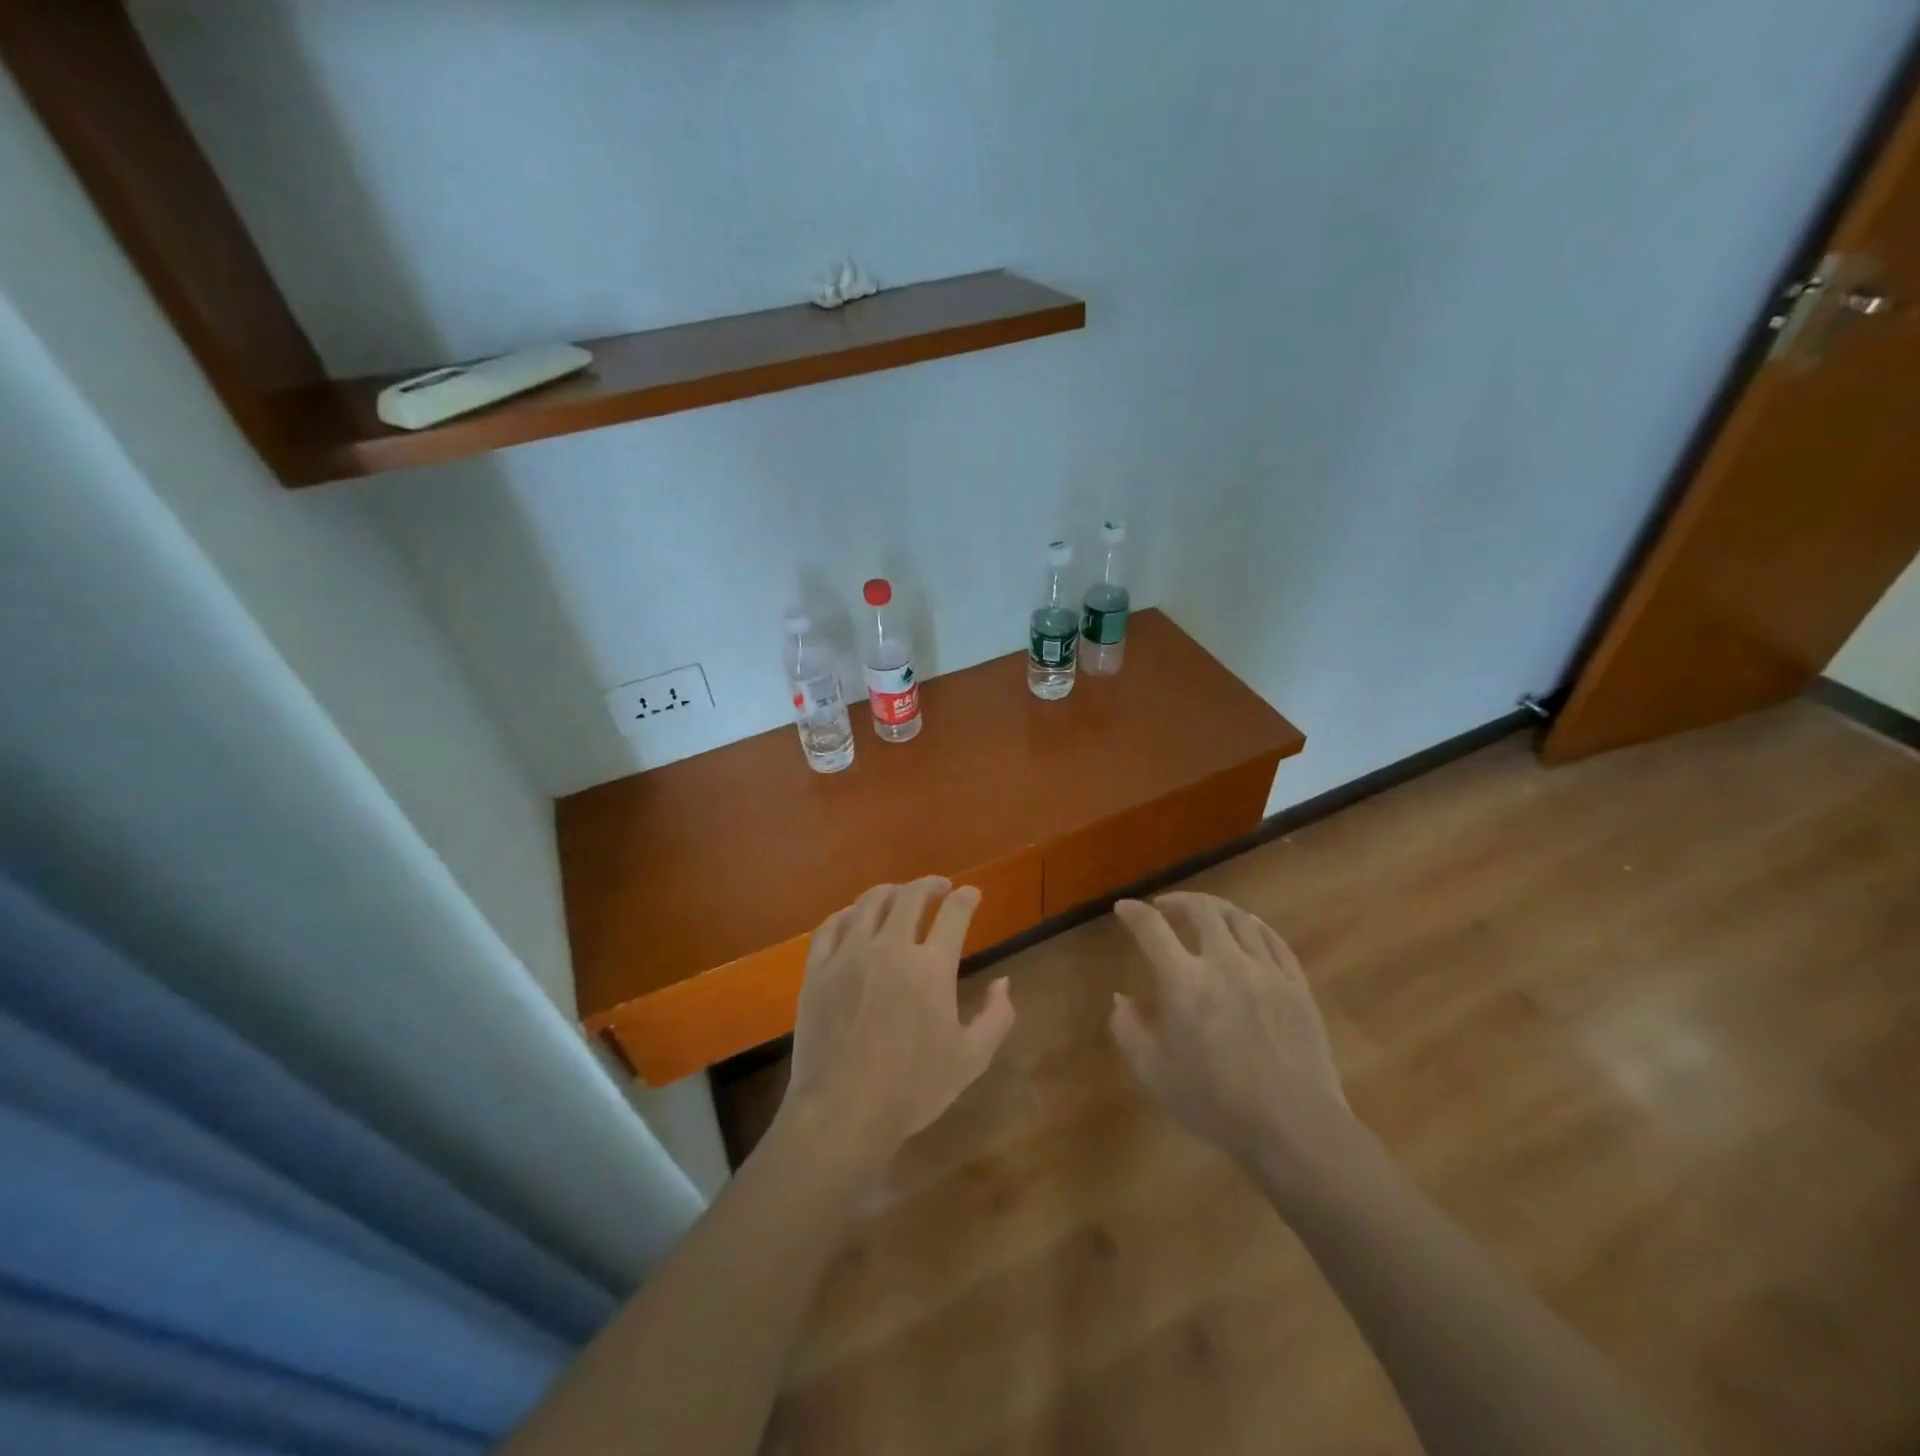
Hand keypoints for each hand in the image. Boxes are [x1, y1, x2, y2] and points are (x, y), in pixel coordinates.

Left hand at [781, 877, 1016, 1168]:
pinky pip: (831, 926)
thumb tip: (1003, 982)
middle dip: (929, 885)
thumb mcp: (971, 1059)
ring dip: (890, 892)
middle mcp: (891, 948)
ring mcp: (849, 955)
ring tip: (899, 894)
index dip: (966, 898)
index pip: (954, 913)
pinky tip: (854, 917)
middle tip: (939, 887)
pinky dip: (848, 913)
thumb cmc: (913, 1089)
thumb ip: (996, 1017)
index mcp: (931, 967)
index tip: (971, 894)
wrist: (843, 1112)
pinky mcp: (818, 969)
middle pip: (910, 897)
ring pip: (869, 903)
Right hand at [1111, 892, 1355, 1180]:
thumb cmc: (1216, 1103)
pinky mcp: (1297, 985)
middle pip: (1202, 910)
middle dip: (1178, 901)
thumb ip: (1129, 1031)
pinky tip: (1247, 928)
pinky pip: (1274, 939)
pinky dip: (1254, 925)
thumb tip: (1122, 1000)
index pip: (1152, 928)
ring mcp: (1266, 971)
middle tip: (1165, 907)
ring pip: (1240, 918)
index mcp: (1184, 982)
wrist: (1294, 1127)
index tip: (1124, 908)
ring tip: (1204, 914)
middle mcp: (1225, 963)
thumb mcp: (1154, 1074)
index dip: (1134, 912)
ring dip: (1215, 909)